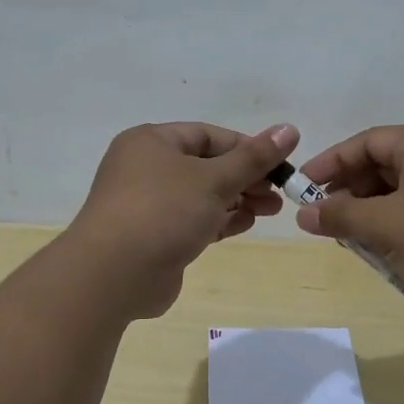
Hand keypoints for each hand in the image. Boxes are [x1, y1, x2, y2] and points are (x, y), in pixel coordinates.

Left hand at [67, 121, 299, 318]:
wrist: (113, 275)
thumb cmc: (162, 212)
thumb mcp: (214, 179)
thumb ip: (253, 157)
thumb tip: (290, 129)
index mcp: (152, 142)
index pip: (209, 136)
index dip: (247, 147)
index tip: (279, 164)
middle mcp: (146, 168)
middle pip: (207, 165)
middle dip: (246, 177)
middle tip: (279, 192)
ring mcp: (148, 205)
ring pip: (201, 195)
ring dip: (237, 200)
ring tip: (271, 210)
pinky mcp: (154, 237)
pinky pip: (193, 220)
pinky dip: (220, 220)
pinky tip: (246, 224)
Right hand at [293, 126, 403, 326]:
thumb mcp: (387, 227)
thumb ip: (341, 216)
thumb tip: (303, 214)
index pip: (368, 141)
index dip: (331, 162)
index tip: (302, 187)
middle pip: (383, 166)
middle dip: (350, 192)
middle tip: (324, 218)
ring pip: (400, 194)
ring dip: (371, 214)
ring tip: (350, 240)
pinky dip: (396, 228)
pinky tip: (382, 254)